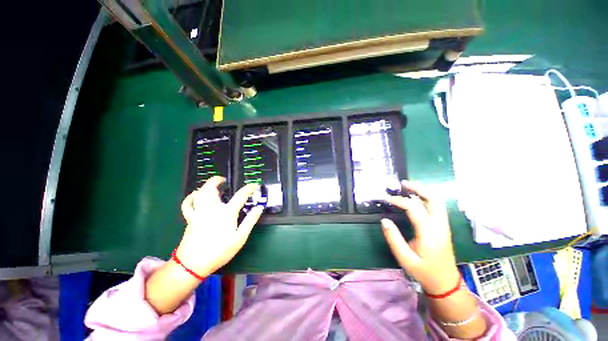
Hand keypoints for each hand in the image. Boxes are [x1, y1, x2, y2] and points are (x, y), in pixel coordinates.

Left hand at [176, 176, 263, 276]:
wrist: (193, 264)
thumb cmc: (219, 251)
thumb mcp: (240, 237)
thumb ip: (250, 220)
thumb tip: (259, 207)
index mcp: (226, 212)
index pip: (240, 195)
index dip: (248, 188)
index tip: (254, 185)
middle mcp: (212, 208)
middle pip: (212, 189)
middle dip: (217, 181)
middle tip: (224, 180)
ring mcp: (199, 212)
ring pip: (200, 193)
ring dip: (205, 186)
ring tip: (212, 184)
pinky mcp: (190, 218)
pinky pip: (187, 204)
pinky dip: (190, 197)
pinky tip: (194, 195)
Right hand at [381, 181, 459, 293]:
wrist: (445, 283)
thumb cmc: (424, 271)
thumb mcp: (405, 258)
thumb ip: (394, 238)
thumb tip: (384, 220)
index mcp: (429, 233)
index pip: (414, 208)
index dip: (399, 200)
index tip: (386, 199)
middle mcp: (439, 225)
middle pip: (434, 199)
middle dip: (418, 188)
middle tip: (403, 184)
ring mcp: (444, 225)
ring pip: (437, 201)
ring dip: (423, 191)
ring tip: (408, 187)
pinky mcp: (443, 227)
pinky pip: (436, 207)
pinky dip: (425, 198)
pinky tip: (415, 199)